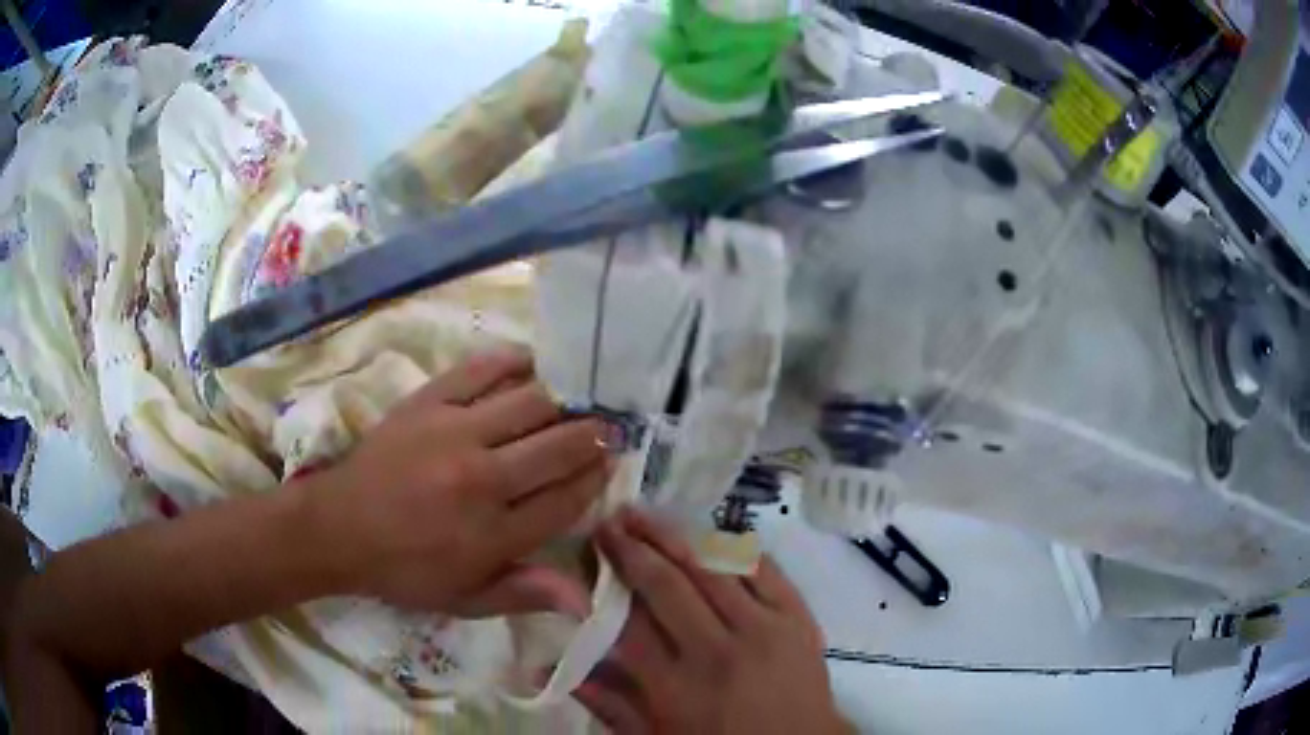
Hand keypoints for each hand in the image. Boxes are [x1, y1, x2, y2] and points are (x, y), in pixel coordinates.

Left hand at [315, 346, 611, 618]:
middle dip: (594, 436)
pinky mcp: (429, 401)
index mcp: (493, 533)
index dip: (597, 478)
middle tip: (607, 429)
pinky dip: (515, 363)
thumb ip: (525, 595)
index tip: (610, 465)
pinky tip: (533, 366)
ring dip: (564, 401)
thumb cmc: (404, 570)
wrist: (338, 527)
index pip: (567, 497)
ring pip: (531, 403)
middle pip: (559, 445)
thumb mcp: (465, 600)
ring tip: (578, 401)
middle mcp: (482, 477)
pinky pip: (482, 370)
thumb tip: (586, 600)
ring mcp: (454, 432)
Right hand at [578, 508, 848, 734]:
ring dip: (674, 536)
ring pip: (712, 567)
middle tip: (608, 522)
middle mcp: (718, 650)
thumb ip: (608, 705)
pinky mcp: (799, 618)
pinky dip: (732, 548)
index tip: (585, 558)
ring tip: (645, 515)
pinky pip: (763, 568)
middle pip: (666, 585)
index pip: (628, 621)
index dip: (603, 584)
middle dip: (632, 549)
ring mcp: (765, 629)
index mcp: (677, 686)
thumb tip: (552, 669)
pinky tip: (708, 533)